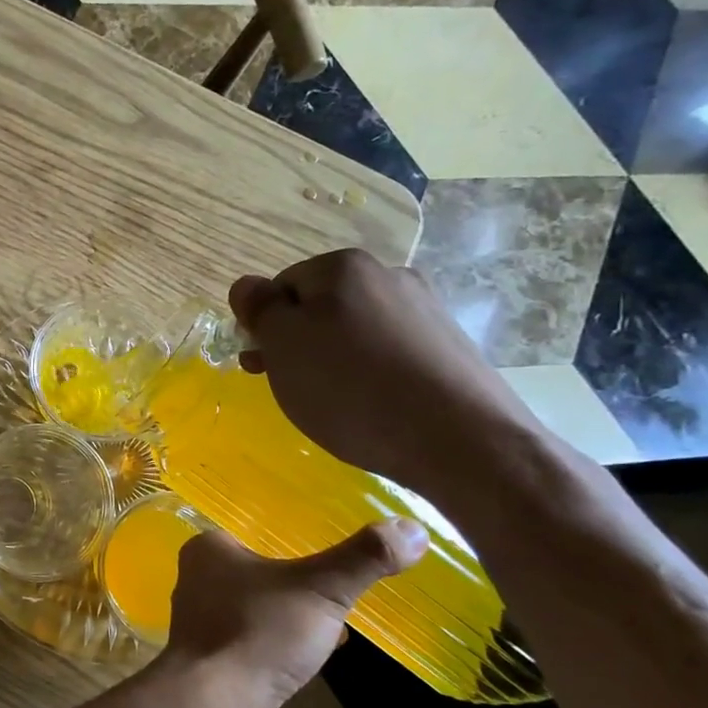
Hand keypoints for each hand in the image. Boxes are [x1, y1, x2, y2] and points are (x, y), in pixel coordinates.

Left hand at [157, 518, 427, 707]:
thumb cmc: (258, 633)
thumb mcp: (320, 588)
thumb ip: (363, 558)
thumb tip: (413, 528)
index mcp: (208, 549)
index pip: (255, 529)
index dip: (294, 536)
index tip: (332, 545)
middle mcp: (198, 580)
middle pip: (260, 570)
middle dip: (299, 579)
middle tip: (342, 584)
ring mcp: (205, 624)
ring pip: (260, 608)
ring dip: (294, 615)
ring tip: (336, 621)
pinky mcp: (216, 662)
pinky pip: (258, 642)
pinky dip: (284, 645)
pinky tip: (315, 657)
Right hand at [229, 249, 544, 500]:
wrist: (461, 441)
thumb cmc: (351, 388)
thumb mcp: (283, 346)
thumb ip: (259, 309)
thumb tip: (246, 286)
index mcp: (343, 267)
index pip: (281, 286)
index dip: (264, 326)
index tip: (261, 366)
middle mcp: (389, 275)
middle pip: (320, 306)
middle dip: (297, 344)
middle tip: (289, 387)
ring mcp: (426, 310)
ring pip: (355, 331)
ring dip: (333, 359)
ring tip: (333, 403)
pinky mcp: (450, 347)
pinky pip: (390, 353)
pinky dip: (371, 374)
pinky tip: (372, 406)